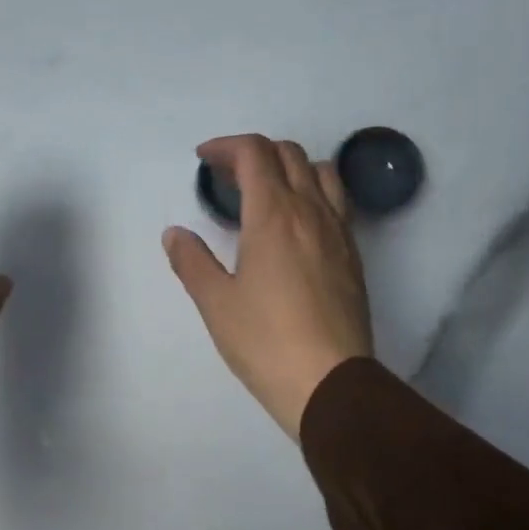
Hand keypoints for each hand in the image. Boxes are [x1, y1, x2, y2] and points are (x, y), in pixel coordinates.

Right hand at [163, 135, 373, 439]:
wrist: (329, 382)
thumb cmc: (264, 341)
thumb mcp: (215, 303)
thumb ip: (192, 261)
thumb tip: (174, 234)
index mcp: (273, 215)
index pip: (254, 154)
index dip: (226, 147)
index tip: (203, 159)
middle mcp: (311, 212)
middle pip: (289, 155)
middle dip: (254, 153)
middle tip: (226, 176)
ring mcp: (338, 233)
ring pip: (321, 173)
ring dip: (290, 167)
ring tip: (266, 192)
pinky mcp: (353, 256)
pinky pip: (336, 202)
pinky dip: (312, 193)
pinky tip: (295, 225)